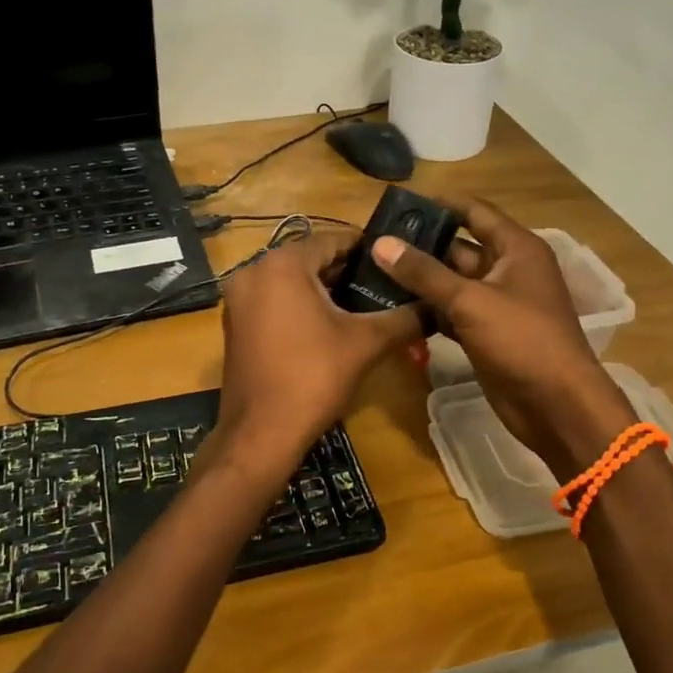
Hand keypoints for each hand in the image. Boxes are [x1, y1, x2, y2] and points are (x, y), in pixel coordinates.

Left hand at [212, 230, 423, 480]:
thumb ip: (404, 318)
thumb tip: (437, 306)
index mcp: (282, 264)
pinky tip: (329, 324)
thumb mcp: (366, 343)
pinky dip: (300, 304)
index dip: (366, 248)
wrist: (260, 432)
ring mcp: (239, 298)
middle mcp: (253, 271)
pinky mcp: (235, 322)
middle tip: (385, 284)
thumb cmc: (313, 377)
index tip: (395, 259)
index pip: (332, 239)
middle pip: (309, 259)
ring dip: (324, 288)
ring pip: (290, 280)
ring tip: (364, 304)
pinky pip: (273, 299)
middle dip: (346, 270)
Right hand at [371, 200, 637, 480]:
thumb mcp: (470, 301)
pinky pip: (452, 311)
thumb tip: (381, 243)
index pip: (474, 211)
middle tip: (375, 240)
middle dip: (421, 244)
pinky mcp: (486, 332)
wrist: (557, 406)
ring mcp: (497, 303)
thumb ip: (424, 272)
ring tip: (374, 269)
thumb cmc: (522, 340)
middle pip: (459, 247)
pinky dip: (427, 308)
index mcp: (516, 248)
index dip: (440, 204)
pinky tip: (392, 306)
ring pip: (452, 281)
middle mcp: (507, 269)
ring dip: (420, 278)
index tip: (399, 203)